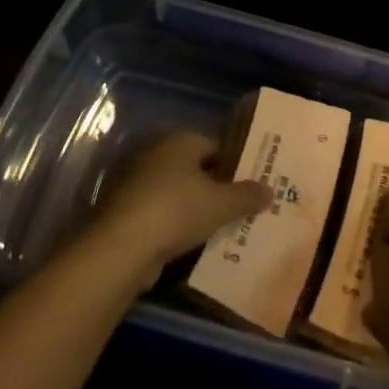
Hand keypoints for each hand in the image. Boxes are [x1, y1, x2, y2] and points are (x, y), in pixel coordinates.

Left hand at [95, 131, 271, 280]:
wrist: (120, 247)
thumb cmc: (177, 211)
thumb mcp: (222, 205)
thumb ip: (247, 196)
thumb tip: (269, 190)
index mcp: (179, 141)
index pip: (215, 146)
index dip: (234, 165)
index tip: (250, 186)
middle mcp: (154, 153)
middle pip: (193, 169)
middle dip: (214, 187)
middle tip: (237, 208)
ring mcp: (133, 181)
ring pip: (174, 192)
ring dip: (192, 208)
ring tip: (217, 229)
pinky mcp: (120, 210)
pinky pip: (157, 213)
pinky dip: (171, 225)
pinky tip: (188, 244)